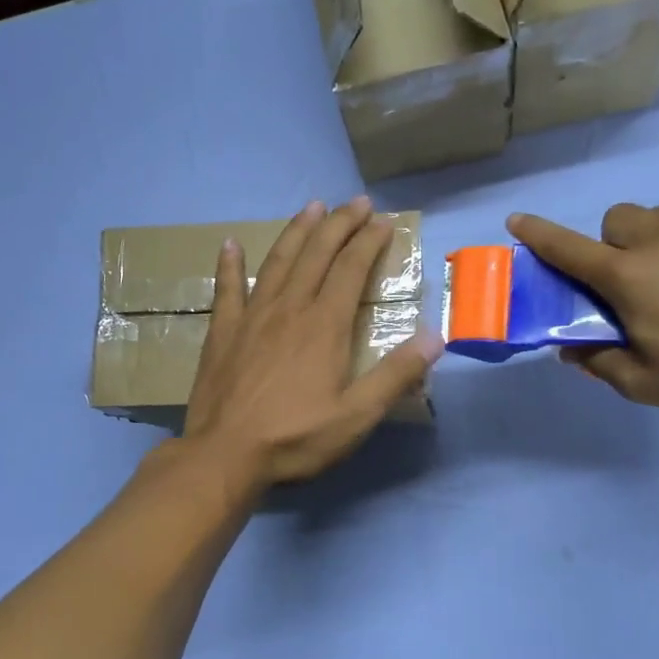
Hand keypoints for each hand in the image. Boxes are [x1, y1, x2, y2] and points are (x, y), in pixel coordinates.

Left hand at [184, 198, 443, 489]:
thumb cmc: (295, 438)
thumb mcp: (357, 415)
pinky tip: (230, 244)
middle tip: (356, 202)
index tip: (383, 221)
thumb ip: (396, 375)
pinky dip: (230, 264)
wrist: (225, 455)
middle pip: (316, 254)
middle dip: (339, 224)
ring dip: (297, 232)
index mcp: (325, 325)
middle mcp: (289, 308)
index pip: (351, 269)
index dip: (369, 242)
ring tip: (312, 207)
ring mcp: (252, 317)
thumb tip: (436, 337)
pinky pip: (227, 288)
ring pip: (278, 261)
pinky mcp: (223, 332)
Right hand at [508, 204, 658, 418]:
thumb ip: (599, 363)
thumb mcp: (644, 383)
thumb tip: (570, 350)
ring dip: (650, 242)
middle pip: (616, 220)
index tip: (516, 220)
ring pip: (658, 218)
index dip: (539, 234)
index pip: (569, 249)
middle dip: (610, 245)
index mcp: (629, 276)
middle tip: (628, 284)